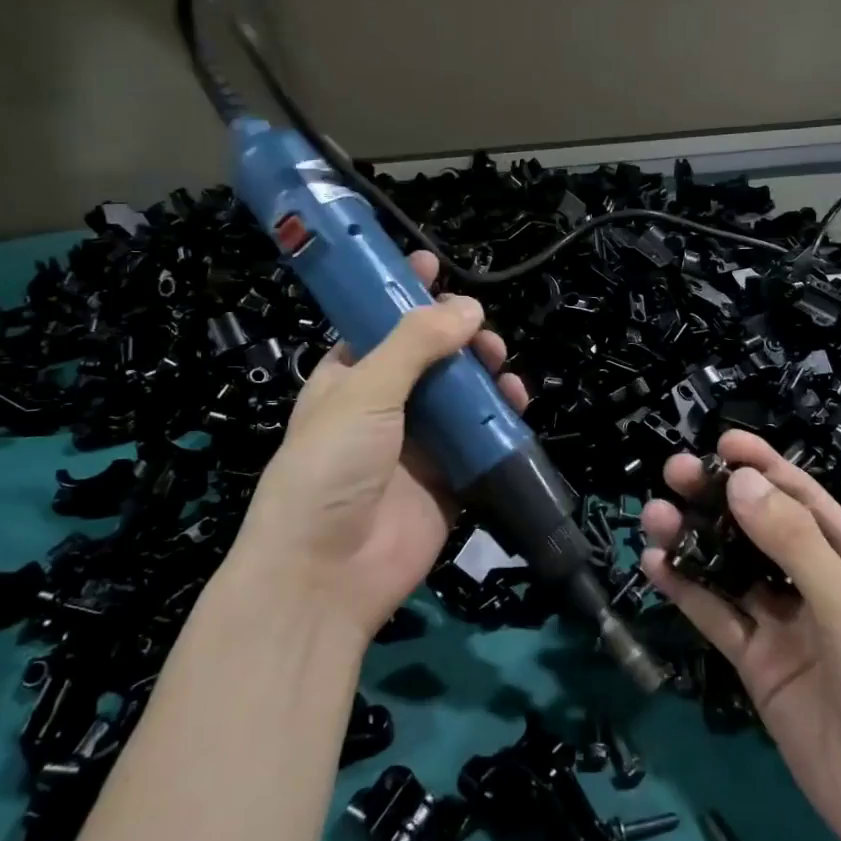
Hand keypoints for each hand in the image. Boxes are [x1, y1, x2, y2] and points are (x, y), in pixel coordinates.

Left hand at [224, 252, 527, 636]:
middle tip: (482, 331)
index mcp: (348, 379)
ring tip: (502, 366)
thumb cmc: (330, 465)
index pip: (379, 325)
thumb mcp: (363, 390)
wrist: (325, 572)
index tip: (432, 267)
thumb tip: (469, 307)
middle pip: (430, 359)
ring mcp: (418, 446)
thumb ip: (415, 344)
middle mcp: (384, 408)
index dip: (403, 296)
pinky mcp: (448, 482)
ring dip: (484, 377)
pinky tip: (514, 406)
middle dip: (458, 338)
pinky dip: (500, 423)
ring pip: (461, 398)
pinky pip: (480, 443)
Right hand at [640, 431, 840, 840]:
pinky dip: (687, 591)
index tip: (720, 443)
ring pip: (730, 569)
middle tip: (671, 473)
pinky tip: (656, 567)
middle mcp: (817, 583)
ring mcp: (784, 624)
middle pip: (758, 528)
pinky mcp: (758, 664)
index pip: (803, 498)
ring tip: (653, 517)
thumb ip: (793, 543)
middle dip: (717, 498)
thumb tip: (739, 483)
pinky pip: (718, 616)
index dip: (763, 466)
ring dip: (693, 541)